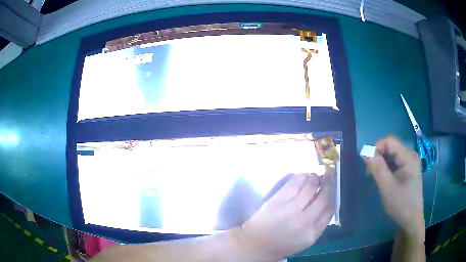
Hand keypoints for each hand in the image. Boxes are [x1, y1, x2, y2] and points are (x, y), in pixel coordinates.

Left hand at [236, 172, 335, 260]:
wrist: (256, 244)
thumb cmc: (282, 244)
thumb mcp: (305, 240)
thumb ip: (318, 224)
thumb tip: (329, 202)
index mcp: (313, 233)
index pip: (330, 210)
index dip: (333, 195)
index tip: (333, 187)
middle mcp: (305, 220)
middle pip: (323, 197)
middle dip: (328, 184)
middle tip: (328, 175)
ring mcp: (291, 209)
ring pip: (310, 187)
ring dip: (315, 178)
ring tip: (315, 175)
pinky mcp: (278, 200)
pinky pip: (294, 184)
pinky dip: (302, 177)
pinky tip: (304, 175)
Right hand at [363, 136, 424, 241]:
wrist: (411, 220)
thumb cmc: (401, 204)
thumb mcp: (387, 187)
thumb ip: (377, 168)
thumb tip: (364, 151)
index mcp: (408, 157)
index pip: (389, 141)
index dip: (377, 148)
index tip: (368, 165)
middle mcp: (411, 155)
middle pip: (391, 147)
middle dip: (379, 157)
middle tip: (371, 174)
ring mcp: (410, 162)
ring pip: (392, 155)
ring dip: (382, 164)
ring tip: (378, 179)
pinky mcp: (409, 169)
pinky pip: (395, 162)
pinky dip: (387, 168)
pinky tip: (385, 180)